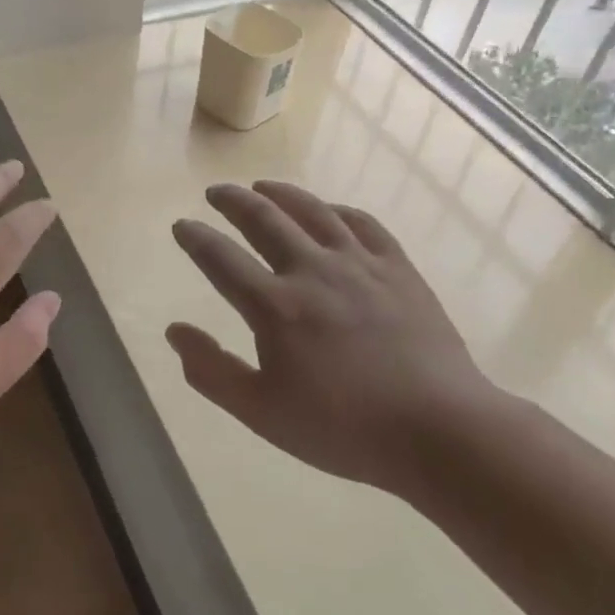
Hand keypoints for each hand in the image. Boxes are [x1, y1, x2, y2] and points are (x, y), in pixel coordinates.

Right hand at [168, 180, 501, 494]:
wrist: (440, 430)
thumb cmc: (344, 428)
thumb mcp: (262, 413)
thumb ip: (212, 371)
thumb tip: (174, 331)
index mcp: (275, 307)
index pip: (221, 259)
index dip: (196, 238)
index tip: (182, 225)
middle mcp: (312, 271)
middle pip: (264, 220)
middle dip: (233, 201)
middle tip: (216, 192)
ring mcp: (359, 265)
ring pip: (313, 211)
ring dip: (281, 193)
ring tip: (262, 185)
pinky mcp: (398, 269)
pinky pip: (363, 224)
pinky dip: (338, 210)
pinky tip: (330, 210)